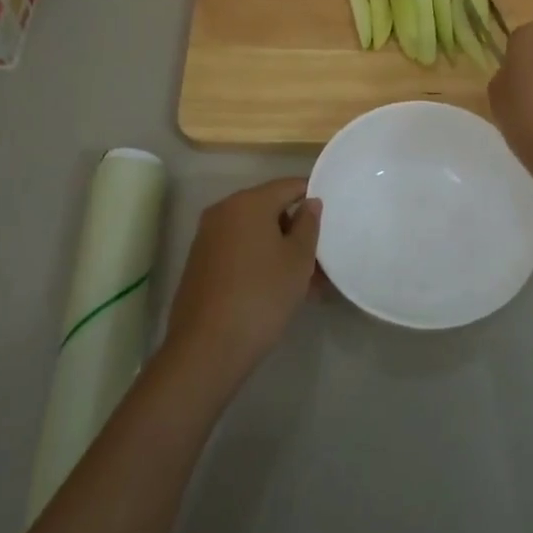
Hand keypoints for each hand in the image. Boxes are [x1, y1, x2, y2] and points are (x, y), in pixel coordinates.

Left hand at [165, 177, 320, 392]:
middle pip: (269, 209)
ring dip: (280, 249)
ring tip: (307, 282)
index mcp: (248, 202)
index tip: (332, 218)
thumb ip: (308, 224)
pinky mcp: (200, 263)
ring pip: (254, 234)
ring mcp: (207, 237)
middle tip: (321, 258)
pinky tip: (278, 289)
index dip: (312, 196)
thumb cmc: (262, 295)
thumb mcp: (298, 260)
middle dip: (296, 230)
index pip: (289, 186)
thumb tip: (310, 202)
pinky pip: (238, 251)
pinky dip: (259, 261)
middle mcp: (223, 211)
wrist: (207, 347)